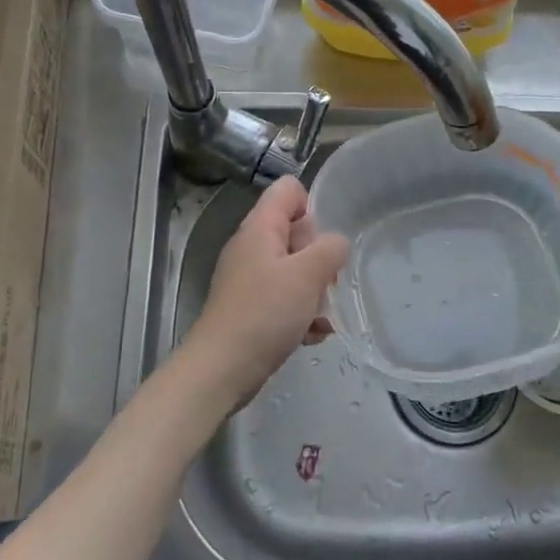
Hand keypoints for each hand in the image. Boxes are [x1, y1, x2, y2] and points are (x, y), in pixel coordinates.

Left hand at [185, 176, 349, 406]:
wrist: (223, 369)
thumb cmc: (265, 313)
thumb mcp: (308, 274)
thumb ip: (330, 249)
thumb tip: (337, 243)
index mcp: (260, 228)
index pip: (289, 190)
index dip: (312, 206)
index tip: (324, 241)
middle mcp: (252, 247)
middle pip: (296, 232)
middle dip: (319, 256)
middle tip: (325, 282)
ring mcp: (250, 279)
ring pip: (294, 269)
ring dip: (314, 290)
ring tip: (321, 315)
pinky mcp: (252, 308)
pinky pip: (286, 299)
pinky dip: (301, 313)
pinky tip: (311, 335)